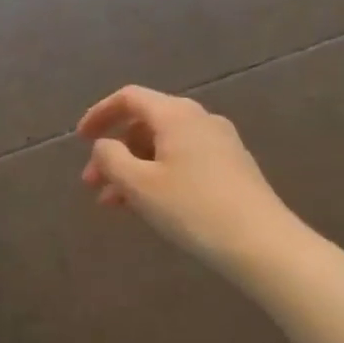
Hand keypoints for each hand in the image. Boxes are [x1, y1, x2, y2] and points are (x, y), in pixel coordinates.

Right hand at [76, 85, 304, 276]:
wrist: (263, 245)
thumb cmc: (192, 208)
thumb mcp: (139, 184)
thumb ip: (111, 158)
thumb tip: (104, 145)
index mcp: (176, 115)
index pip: (129, 98)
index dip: (99, 114)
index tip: (80, 139)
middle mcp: (200, 119)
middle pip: (145, 123)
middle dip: (114, 151)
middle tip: (92, 183)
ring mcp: (220, 143)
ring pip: (163, 146)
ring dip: (133, 168)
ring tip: (114, 203)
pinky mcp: (232, 167)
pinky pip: (183, 160)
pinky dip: (157, 175)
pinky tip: (148, 205)